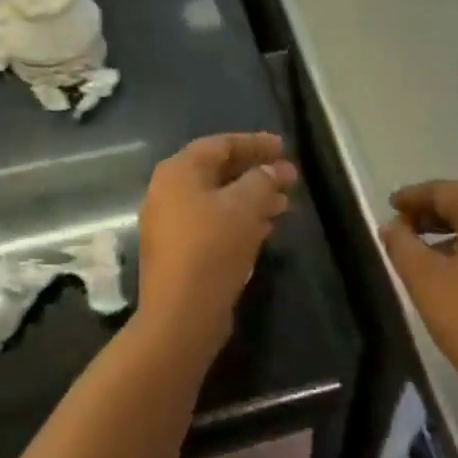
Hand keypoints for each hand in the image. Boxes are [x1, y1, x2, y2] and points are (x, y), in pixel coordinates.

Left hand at [136, 133, 296, 359]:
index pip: (221, 145)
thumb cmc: (212, 248)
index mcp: (179, 171)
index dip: (255, 143)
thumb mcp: (245, 207)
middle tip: (289, 178)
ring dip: (252, 198)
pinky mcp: (179, 251)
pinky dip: (239, 220)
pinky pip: (213, 223)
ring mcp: (171, 223)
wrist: (181, 314)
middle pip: (219, 171)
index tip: (284, 148)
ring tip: (284, 205)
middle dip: (256, 173)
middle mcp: (169, 191)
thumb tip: (274, 169)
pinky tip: (266, 229)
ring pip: (218, 200)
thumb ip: (263, 180)